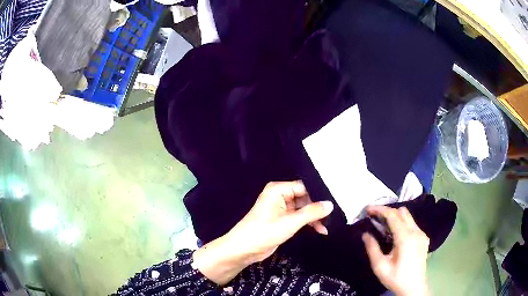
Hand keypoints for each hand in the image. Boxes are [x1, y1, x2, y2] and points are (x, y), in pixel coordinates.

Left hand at [193, 181, 333, 284]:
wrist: (243, 250)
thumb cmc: (264, 232)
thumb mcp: (290, 222)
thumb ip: (311, 212)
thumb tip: (330, 204)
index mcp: (278, 190)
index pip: (304, 187)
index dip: (319, 194)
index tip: (335, 202)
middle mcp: (280, 196)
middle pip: (305, 197)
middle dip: (317, 208)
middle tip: (334, 216)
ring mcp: (281, 208)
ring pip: (303, 208)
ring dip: (314, 217)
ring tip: (327, 226)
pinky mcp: (282, 219)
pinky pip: (299, 217)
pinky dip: (308, 223)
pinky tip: (320, 230)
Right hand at [362, 206, 429, 295]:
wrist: (414, 287)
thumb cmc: (396, 278)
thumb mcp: (380, 266)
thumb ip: (372, 248)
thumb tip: (365, 234)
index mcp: (405, 238)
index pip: (393, 215)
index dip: (380, 209)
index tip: (368, 209)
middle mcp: (416, 232)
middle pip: (402, 212)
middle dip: (388, 211)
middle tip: (375, 218)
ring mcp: (422, 234)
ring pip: (409, 217)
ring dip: (396, 217)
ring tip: (383, 226)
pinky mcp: (424, 238)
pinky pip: (413, 224)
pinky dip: (403, 224)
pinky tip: (396, 235)